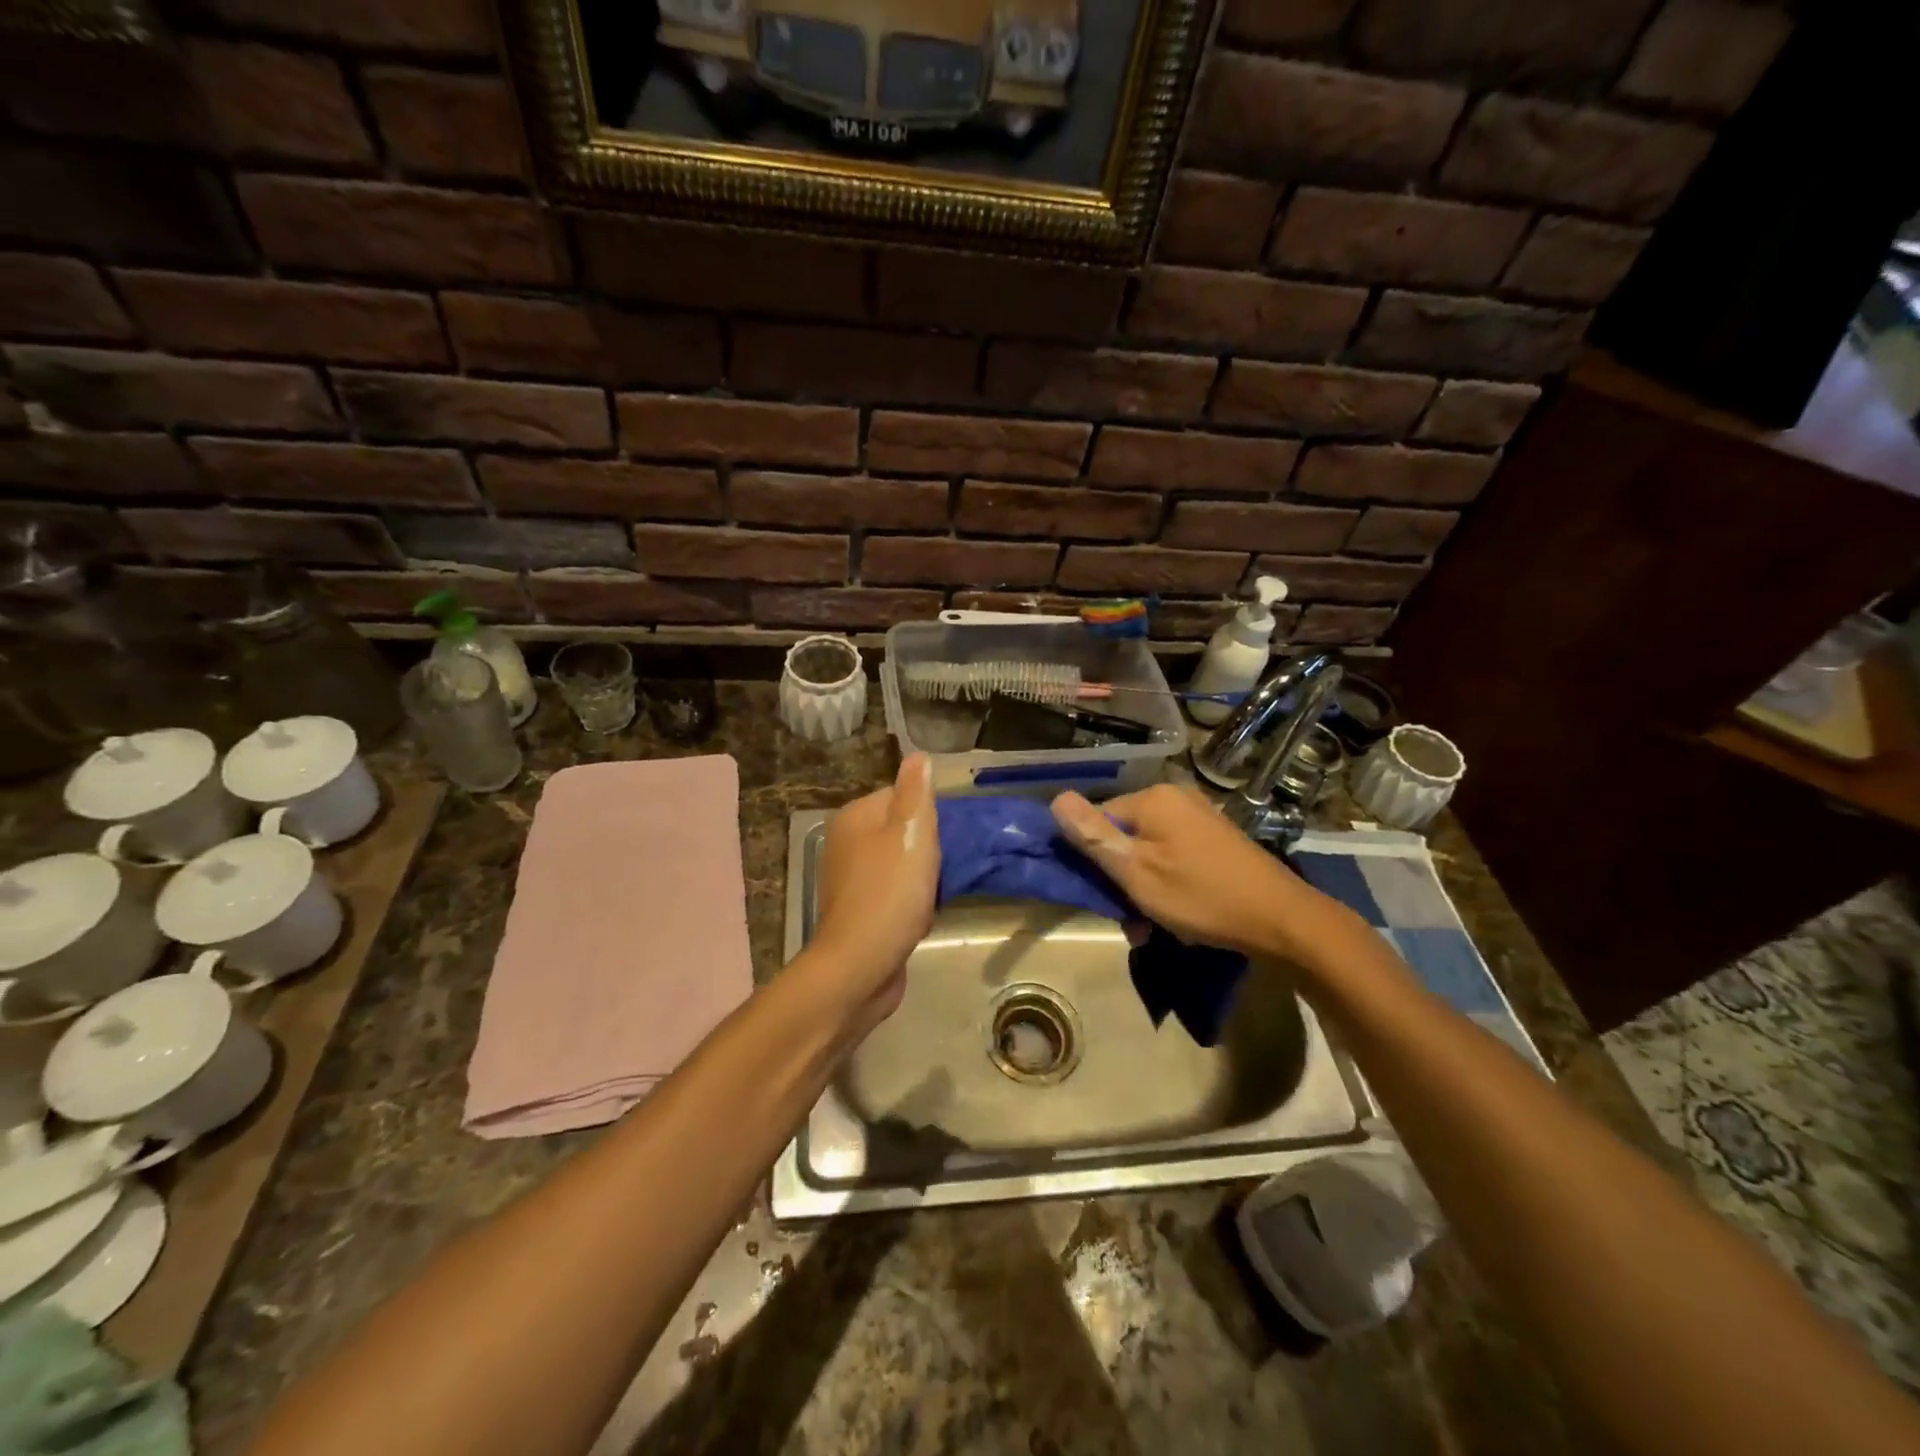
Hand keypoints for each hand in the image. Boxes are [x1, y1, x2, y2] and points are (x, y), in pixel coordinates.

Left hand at [807, 753, 938, 1034]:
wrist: (861, 967)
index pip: (900, 795)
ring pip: (900, 863)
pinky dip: (912, 901)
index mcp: (854, 818)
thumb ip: (916, 793)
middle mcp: (846, 843)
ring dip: (924, 875)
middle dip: (928, 845)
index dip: (929, 812)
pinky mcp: (859, 912)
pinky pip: (894, 893)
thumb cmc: (889, 893)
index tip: (950, 832)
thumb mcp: (911, 833)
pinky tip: (927, 912)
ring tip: (943, 887)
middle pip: (901, 830)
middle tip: (951, 860)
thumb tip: (918, 756)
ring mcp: (850, 880)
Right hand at [1050, 784, 1358, 964]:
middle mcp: (1175, 798)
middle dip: (1119, 879)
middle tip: (1128, 920)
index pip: (1097, 820)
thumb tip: (1056, 799)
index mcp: (1153, 798)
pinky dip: (1167, 884)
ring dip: (1142, 889)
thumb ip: (1094, 837)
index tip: (1098, 896)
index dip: (1090, 858)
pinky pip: (1173, 857)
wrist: (1282, 920)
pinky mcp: (1216, 840)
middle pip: (1123, 836)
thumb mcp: (1137, 873)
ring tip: (1150, 927)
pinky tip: (1175, 917)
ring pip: (1148, 852)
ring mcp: (1199, 818)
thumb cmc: (1201, 896)